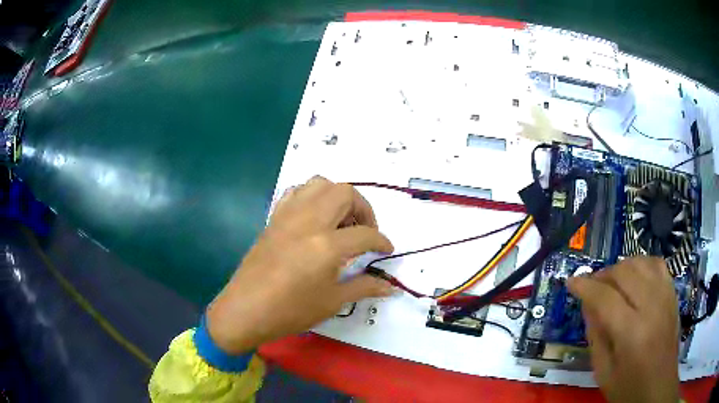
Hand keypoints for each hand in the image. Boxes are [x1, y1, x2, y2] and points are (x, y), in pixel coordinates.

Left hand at [206, 176, 393, 353]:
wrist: (247, 309)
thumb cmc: (291, 311)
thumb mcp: (333, 302)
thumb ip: (364, 288)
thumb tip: (390, 288)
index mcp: (327, 245)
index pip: (365, 234)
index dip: (382, 242)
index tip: (386, 250)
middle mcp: (309, 221)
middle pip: (344, 193)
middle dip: (363, 208)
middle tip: (364, 231)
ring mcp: (289, 216)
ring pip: (319, 184)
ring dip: (337, 197)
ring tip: (340, 221)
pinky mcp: (274, 218)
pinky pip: (296, 192)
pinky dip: (312, 197)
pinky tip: (314, 219)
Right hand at [567, 257, 679, 402]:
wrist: (659, 388)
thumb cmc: (628, 388)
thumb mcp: (604, 372)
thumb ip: (596, 337)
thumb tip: (587, 306)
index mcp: (632, 333)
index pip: (605, 298)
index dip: (585, 287)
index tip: (571, 282)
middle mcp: (651, 307)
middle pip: (624, 273)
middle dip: (603, 275)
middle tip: (591, 287)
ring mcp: (665, 296)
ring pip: (641, 262)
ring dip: (621, 267)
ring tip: (612, 282)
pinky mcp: (672, 294)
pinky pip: (657, 264)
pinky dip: (642, 264)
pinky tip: (635, 277)